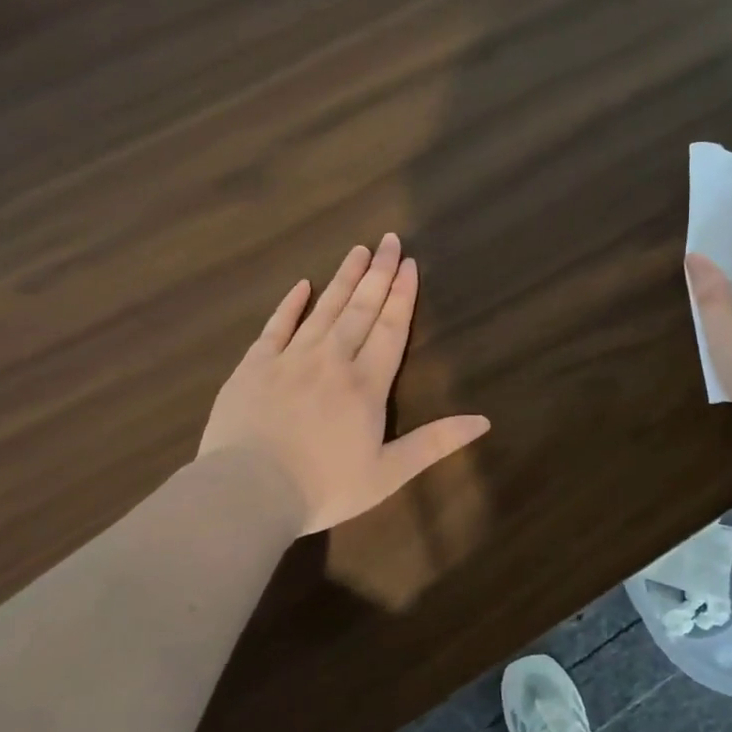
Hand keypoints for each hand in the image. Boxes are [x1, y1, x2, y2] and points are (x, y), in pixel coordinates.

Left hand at [199, 233, 490, 534]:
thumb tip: (484, 420)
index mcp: (366, 384)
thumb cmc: (324, 487)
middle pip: (361, 308)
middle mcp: (333, 360)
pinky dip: (290, 304)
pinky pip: (276, 326)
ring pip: (324, 309)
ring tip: (358, 250)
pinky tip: (302, 284)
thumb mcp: (388, 473)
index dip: (403, 295)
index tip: (410, 264)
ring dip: (343, 278)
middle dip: (379, 273)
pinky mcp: (254, 365)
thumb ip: (435, 443)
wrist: (248, 492)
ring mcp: (290, 358)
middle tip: (390, 240)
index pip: (391, 329)